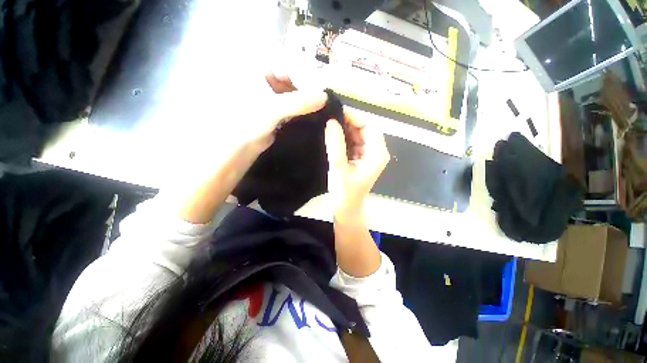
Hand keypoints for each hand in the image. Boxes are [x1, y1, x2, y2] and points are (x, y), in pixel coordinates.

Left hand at [172, 73, 326, 223]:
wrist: (233, 152)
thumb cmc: (244, 125)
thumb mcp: (271, 110)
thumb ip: (299, 101)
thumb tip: (325, 96)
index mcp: (257, 71)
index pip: (288, 63)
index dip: (307, 72)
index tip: (324, 85)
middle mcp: (265, 82)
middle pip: (293, 79)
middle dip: (310, 87)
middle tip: (327, 97)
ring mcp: (271, 99)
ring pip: (295, 94)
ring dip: (308, 100)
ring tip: (324, 107)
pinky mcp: (276, 115)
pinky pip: (294, 108)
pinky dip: (304, 111)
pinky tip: (316, 116)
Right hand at [324, 109, 389, 219]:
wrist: (345, 209)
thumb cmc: (344, 193)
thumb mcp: (338, 168)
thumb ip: (335, 145)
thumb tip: (330, 122)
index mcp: (377, 153)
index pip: (369, 126)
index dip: (353, 116)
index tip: (335, 111)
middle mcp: (376, 151)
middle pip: (364, 128)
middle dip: (347, 122)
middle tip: (328, 116)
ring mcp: (368, 154)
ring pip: (358, 134)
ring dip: (344, 129)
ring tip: (327, 123)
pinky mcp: (360, 158)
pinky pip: (353, 142)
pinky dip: (343, 137)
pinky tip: (332, 135)